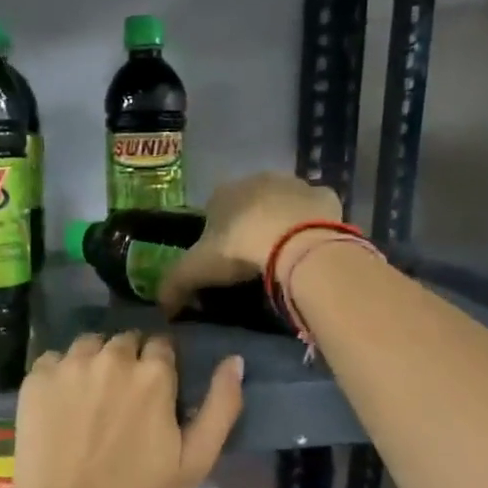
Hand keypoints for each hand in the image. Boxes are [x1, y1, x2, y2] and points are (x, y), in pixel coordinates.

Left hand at [6, 332, 243, 487]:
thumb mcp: (196, 461)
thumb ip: (222, 406)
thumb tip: (234, 360)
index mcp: (154, 374)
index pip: (162, 346)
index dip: (160, 368)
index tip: (153, 394)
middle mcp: (113, 358)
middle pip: (125, 342)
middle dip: (128, 362)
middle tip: (120, 401)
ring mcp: (70, 365)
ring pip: (89, 345)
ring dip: (94, 361)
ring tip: (89, 398)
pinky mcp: (36, 379)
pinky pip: (53, 360)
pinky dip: (59, 374)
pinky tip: (60, 405)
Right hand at [156, 173, 342, 316]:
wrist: (295, 242)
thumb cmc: (239, 250)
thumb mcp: (196, 271)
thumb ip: (174, 285)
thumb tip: (162, 307)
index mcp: (223, 193)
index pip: (213, 211)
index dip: (215, 236)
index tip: (221, 262)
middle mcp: (257, 180)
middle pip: (250, 205)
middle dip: (250, 227)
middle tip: (252, 262)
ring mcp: (294, 185)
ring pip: (283, 205)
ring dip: (281, 224)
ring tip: (283, 258)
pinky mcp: (325, 196)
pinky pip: (314, 212)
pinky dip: (311, 227)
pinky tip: (309, 250)